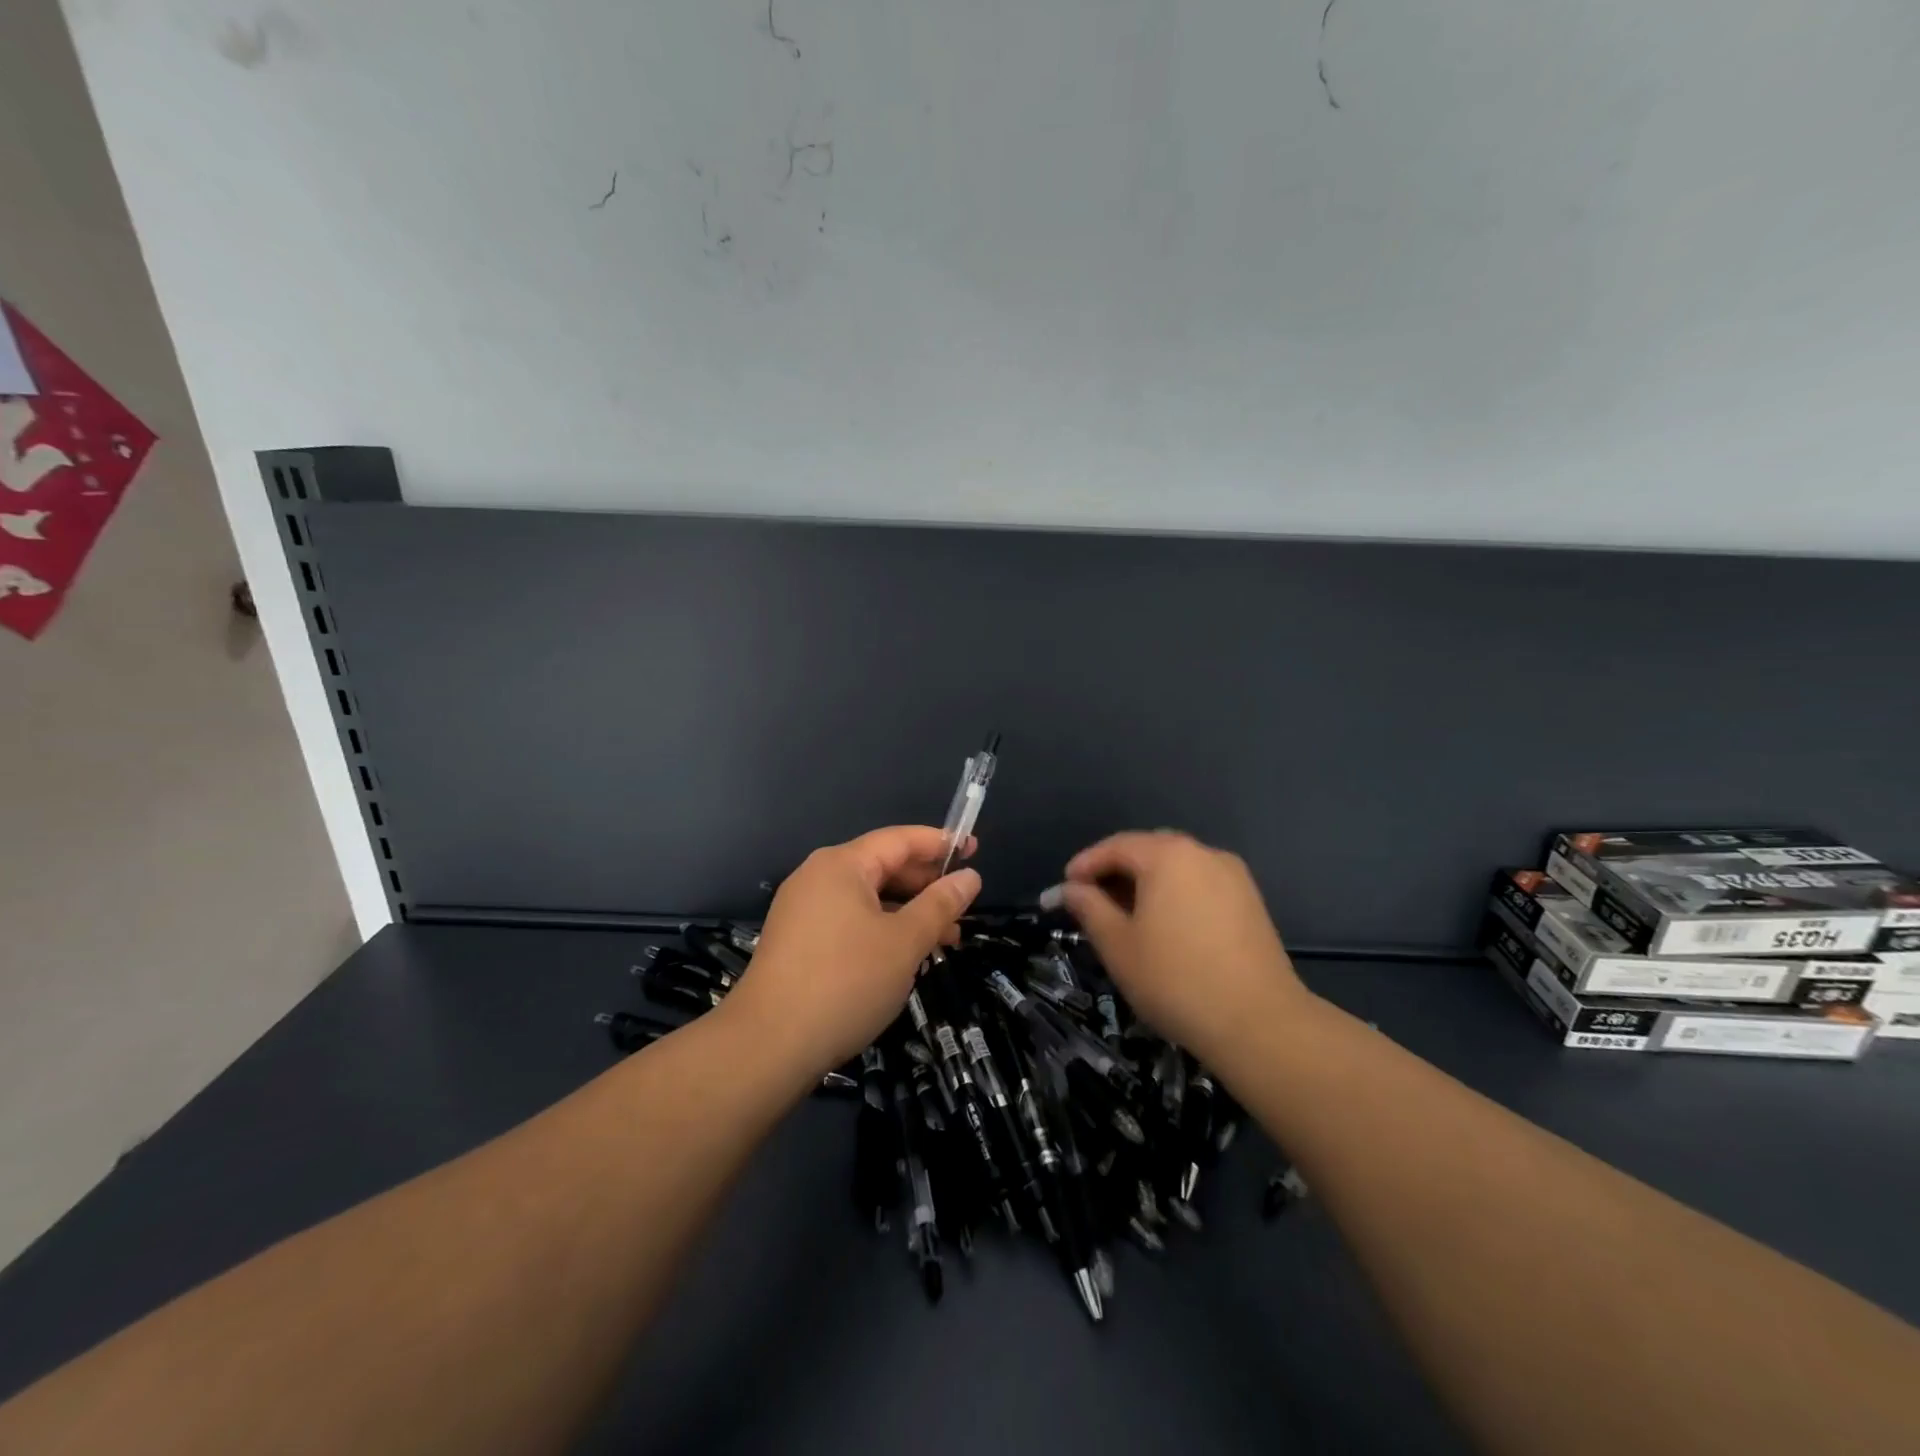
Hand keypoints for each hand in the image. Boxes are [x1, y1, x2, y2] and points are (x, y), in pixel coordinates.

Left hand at [724, 826, 981, 1078]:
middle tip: (963, 908)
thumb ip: (940, 905)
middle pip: (882, 867)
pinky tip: (904, 957)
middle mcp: (818, 877)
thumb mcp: (904, 942)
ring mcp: (803, 910)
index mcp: (842, 865)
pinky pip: (850, 921)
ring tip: (944, 940)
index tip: (974, 849)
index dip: (940, 843)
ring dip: (907, 913)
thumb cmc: (846, 982)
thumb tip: (969, 877)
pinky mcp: (798, 941)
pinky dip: (882, 930)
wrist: (768, 1046)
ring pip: (868, 899)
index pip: (899, 840)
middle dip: (926, 885)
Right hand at [1060, 831, 1307, 1058]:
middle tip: (1093, 900)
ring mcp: (1233, 876)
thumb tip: (1071, 890)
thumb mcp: (1118, 945)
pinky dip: (1176, 894)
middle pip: (1149, 850)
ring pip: (1178, 867)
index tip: (1064, 888)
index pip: (1116, 846)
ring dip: (1148, 883)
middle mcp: (1203, 853)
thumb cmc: (1175, 980)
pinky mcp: (1251, 902)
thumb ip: (1090, 908)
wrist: (1259, 1023)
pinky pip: (1201, 884)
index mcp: (1168, 856)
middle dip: (1117, 870)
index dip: (1085, 864)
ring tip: (1127, 915)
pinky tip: (1166, 926)